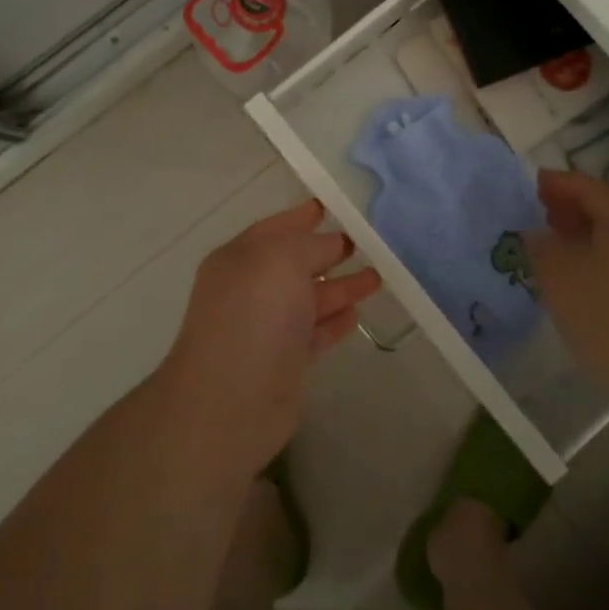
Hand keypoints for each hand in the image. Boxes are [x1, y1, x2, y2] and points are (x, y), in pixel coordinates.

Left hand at [157, 199, 380, 478]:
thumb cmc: (254, 317)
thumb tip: (333, 244)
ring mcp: (266, 328)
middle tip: (366, 242)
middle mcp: (249, 289)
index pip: (276, 229)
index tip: (333, 206)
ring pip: (309, 298)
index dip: (302, 217)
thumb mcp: (282, 260)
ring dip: (340, 287)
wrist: (230, 403)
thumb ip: (311, 246)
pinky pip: (313, 333)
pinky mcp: (283, 362)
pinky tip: (356, 315)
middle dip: (328, 251)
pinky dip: (334, 322)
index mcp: (239, 258)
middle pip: (295, 263)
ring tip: (378, 276)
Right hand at [525, 169, 608, 395]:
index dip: (555, 183)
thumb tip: (537, 233)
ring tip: (554, 252)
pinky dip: (597, 260)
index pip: (585, 186)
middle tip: (538, 218)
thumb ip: (542, 246)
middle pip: (602, 209)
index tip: (530, 185)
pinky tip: (580, 283)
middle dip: (568, 210)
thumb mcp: (559, 276)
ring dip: (582, 238)